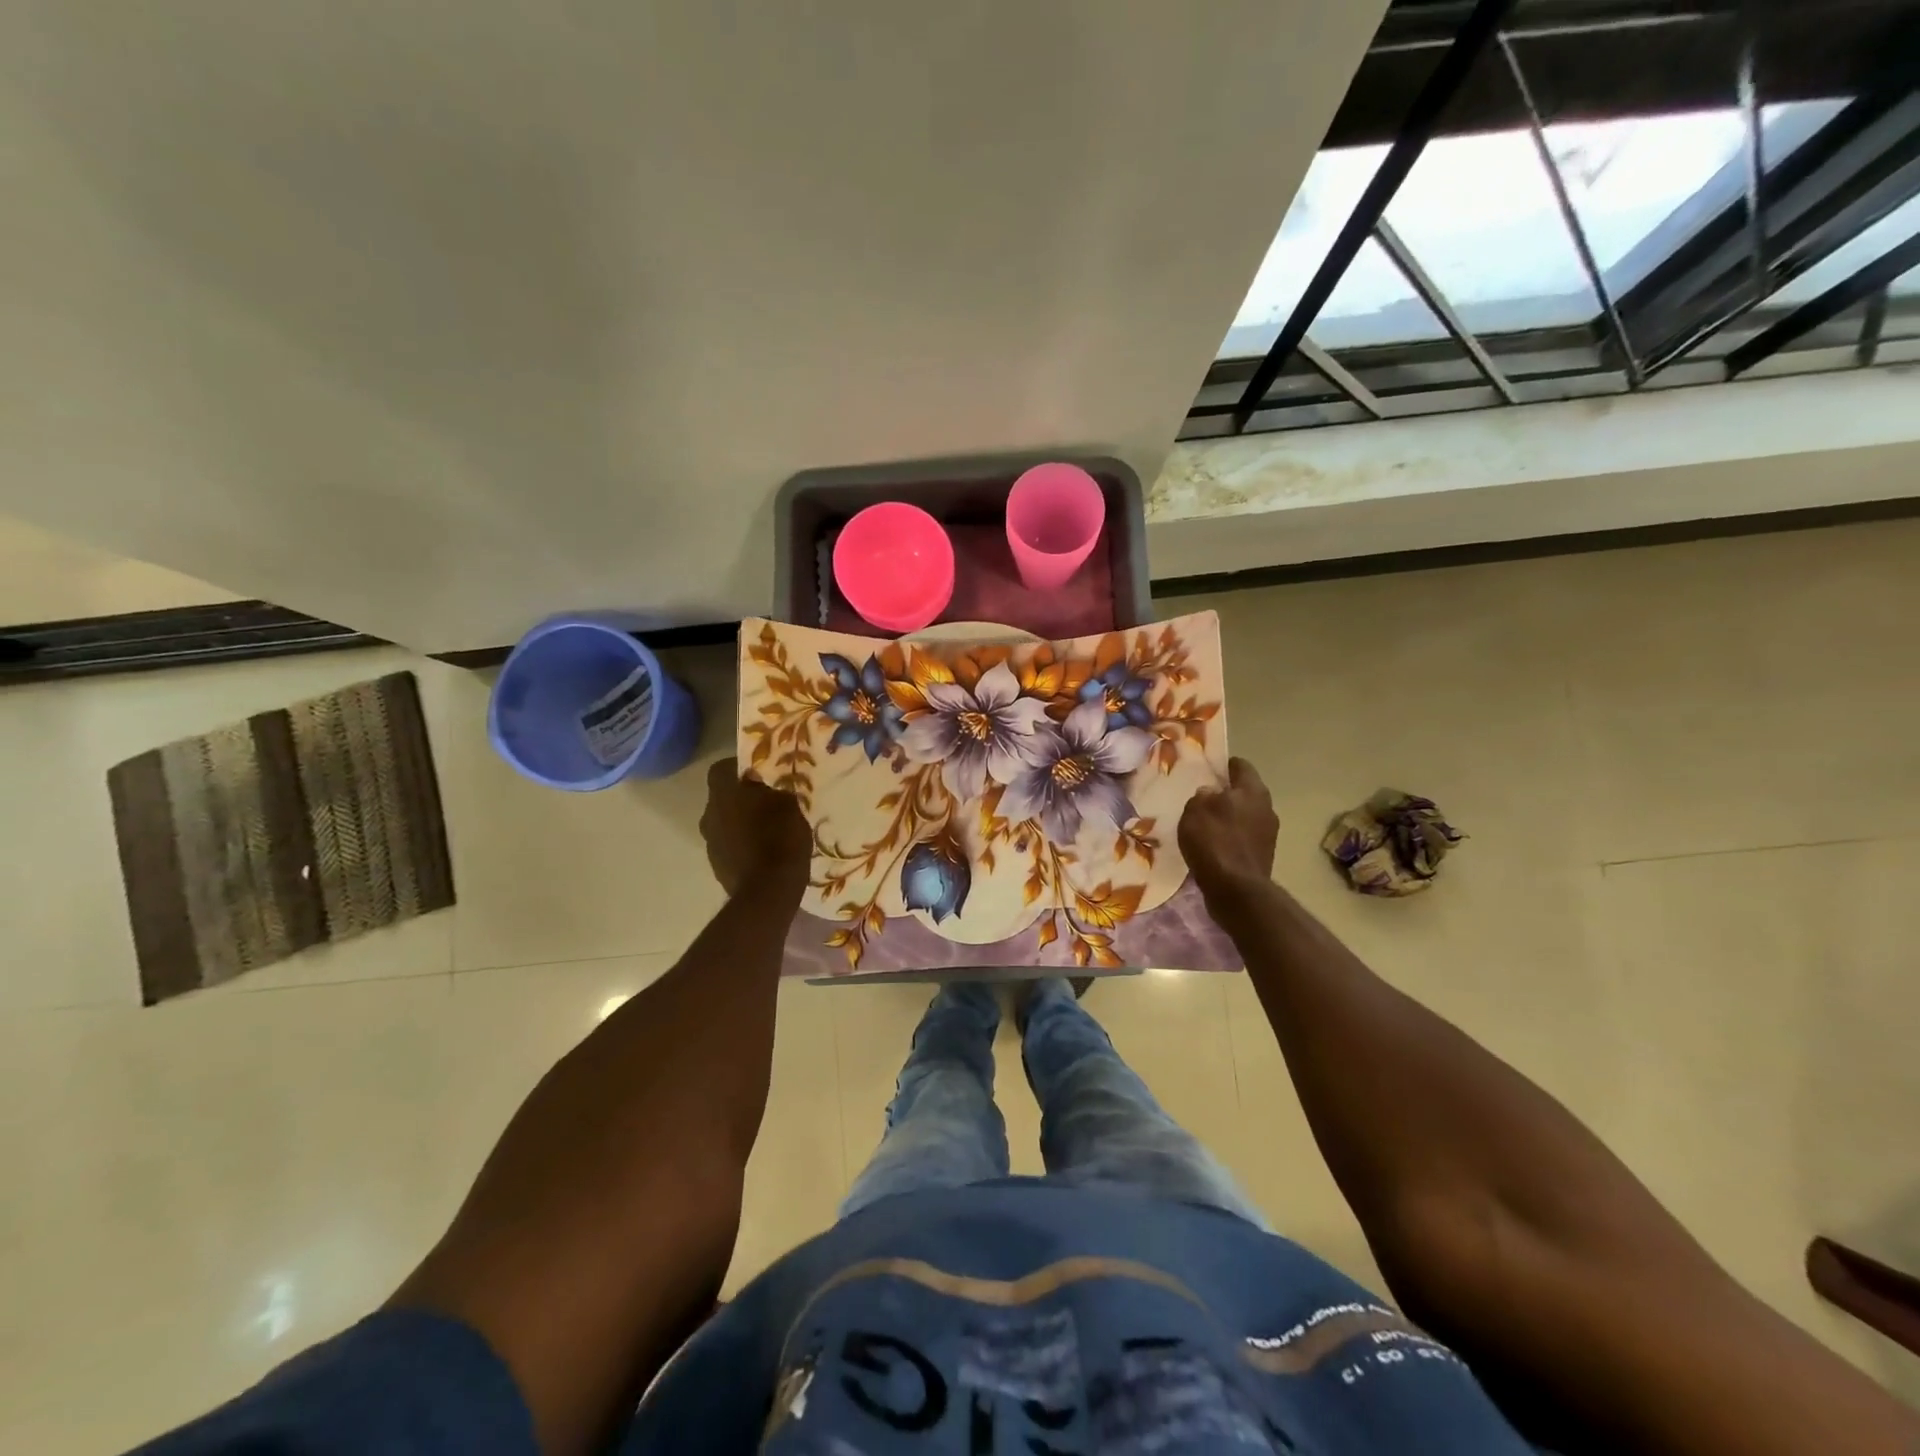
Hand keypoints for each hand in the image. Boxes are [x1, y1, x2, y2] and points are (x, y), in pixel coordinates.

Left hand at [700, 758, 811, 898]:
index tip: (759, 775)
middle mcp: (709, 814)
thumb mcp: (789, 806)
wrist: (769, 891)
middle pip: (722, 798)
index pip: (721, 769)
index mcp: (723, 794)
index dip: (738, 769)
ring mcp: (710, 842)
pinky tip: (762, 853)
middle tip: (766, 803)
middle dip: (741, 799)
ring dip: (740, 823)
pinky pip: (729, 846)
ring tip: (767, 831)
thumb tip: (760, 786)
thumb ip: (772, 791)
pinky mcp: (716, 866)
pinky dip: (742, 845)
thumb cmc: (781, 838)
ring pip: (724, 823)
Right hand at [1179, 758, 1277, 894]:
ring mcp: (1268, 834)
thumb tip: (1209, 794)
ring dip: (1228, 817)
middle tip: (1201, 797)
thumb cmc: (1214, 841)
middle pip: (1244, 792)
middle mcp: (1267, 808)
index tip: (1206, 769)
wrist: (1236, 890)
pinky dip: (1230, 838)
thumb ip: (1201, 796)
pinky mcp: (1263, 855)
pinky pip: (1243, 838)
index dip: (1223, 764)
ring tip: (1204, 824)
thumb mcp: (1195, 810)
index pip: (1241, 765)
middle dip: (1225, 793)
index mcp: (1253, 790)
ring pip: (1244, 816)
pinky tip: (1212, 846)